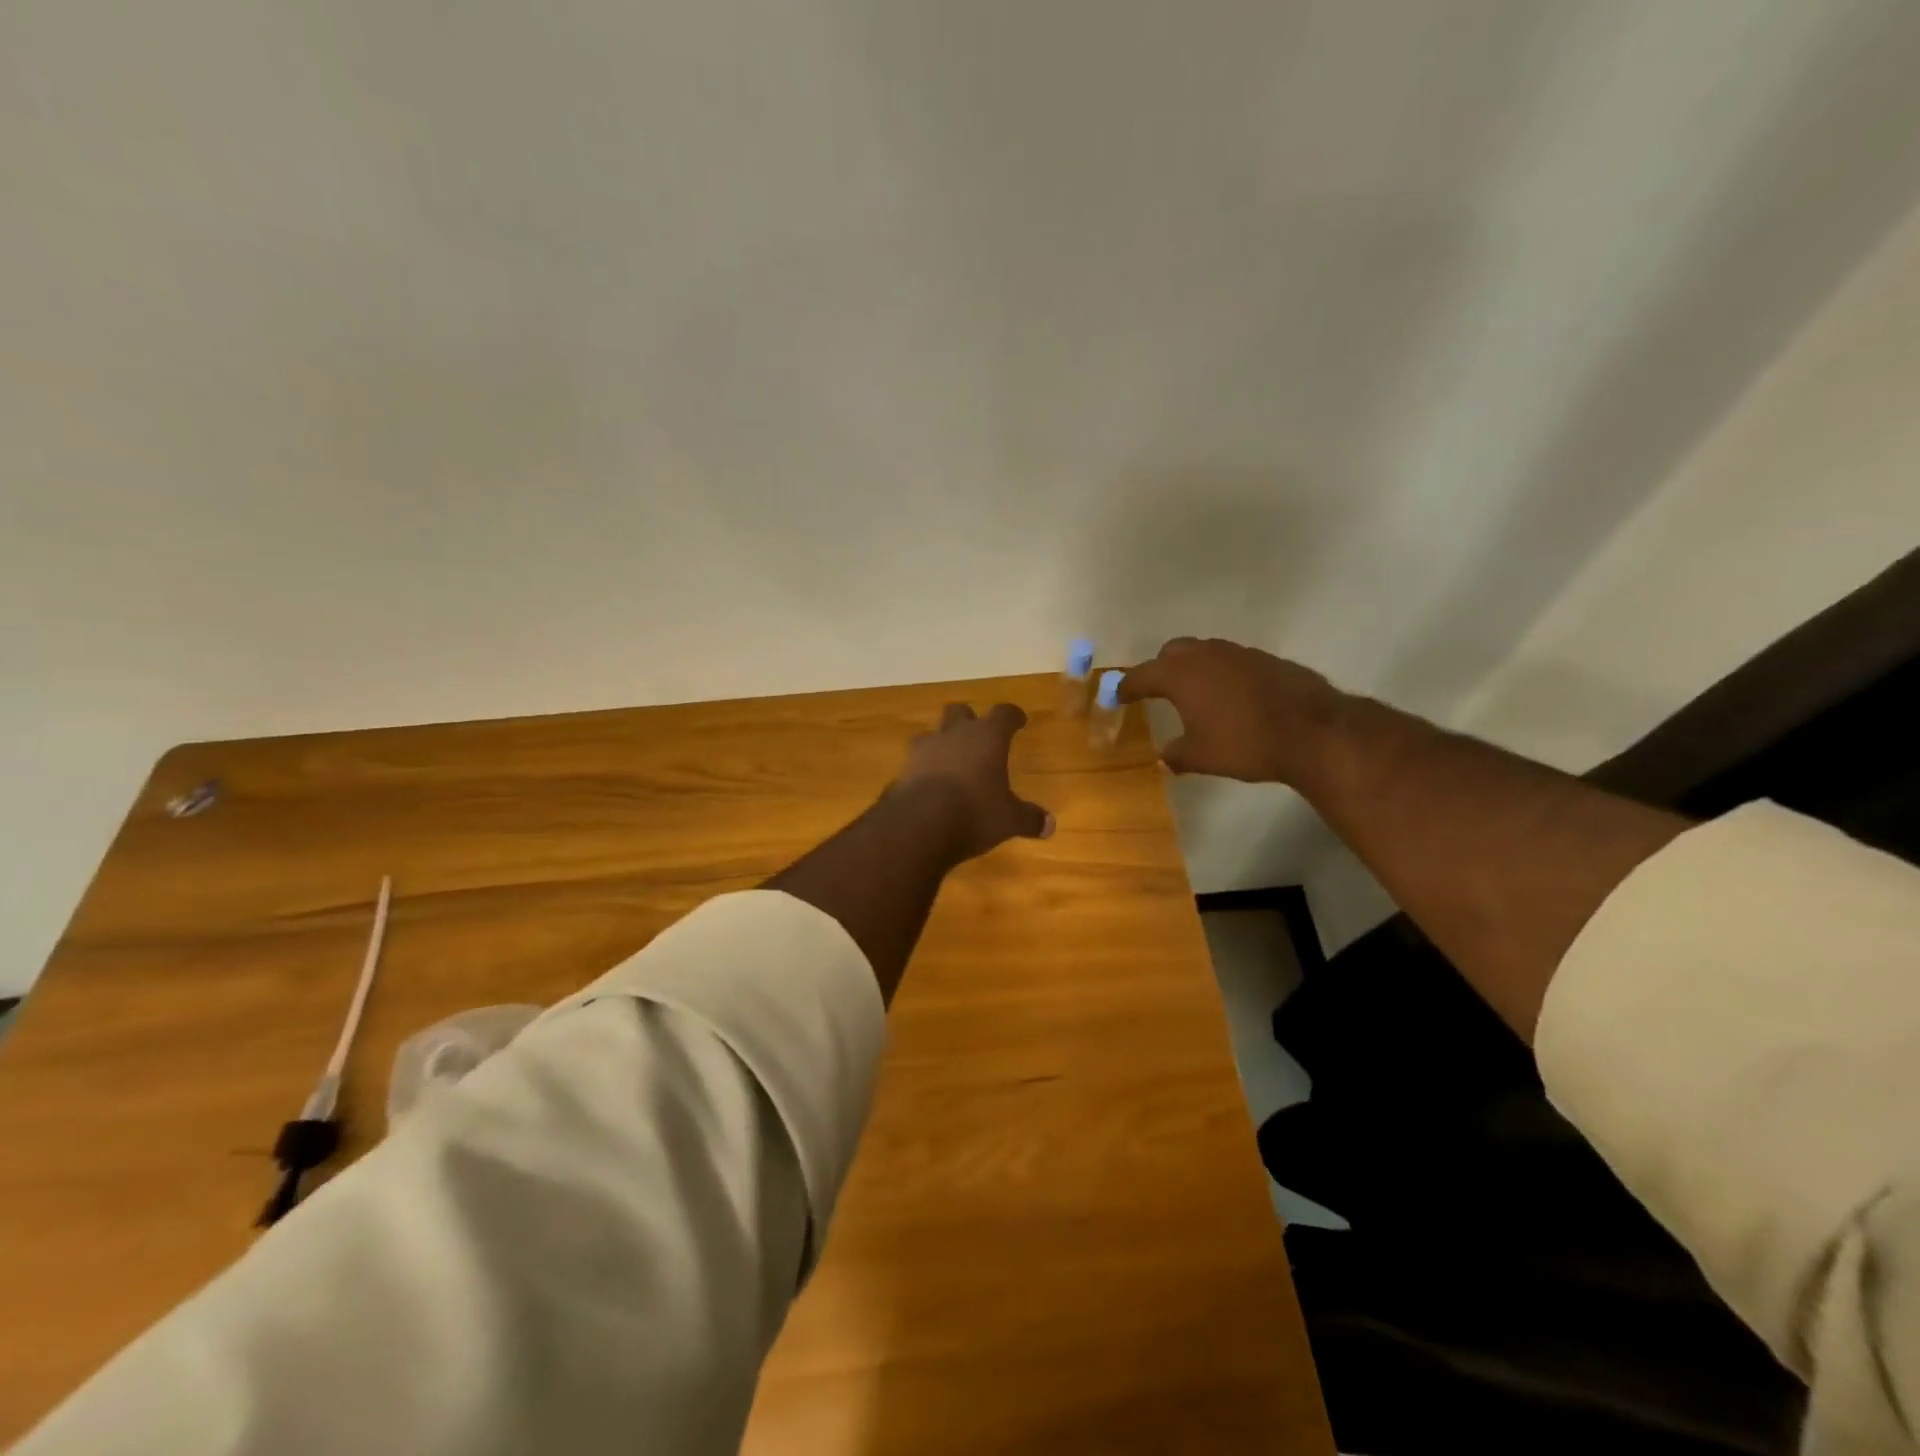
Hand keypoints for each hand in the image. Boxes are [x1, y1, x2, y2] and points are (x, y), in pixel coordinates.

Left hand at [890, 703, 1053, 860]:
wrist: (918, 825)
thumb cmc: (974, 813)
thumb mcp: (1008, 820)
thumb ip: (1029, 818)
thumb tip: (1050, 825)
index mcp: (987, 737)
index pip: (1004, 713)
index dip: (1012, 716)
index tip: (1018, 721)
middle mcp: (955, 734)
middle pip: (960, 711)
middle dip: (969, 719)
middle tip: (978, 733)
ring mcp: (924, 749)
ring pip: (932, 732)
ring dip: (941, 741)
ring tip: (949, 758)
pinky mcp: (903, 769)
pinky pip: (915, 760)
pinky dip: (924, 767)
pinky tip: (929, 783)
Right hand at [1118, 637, 1345, 783]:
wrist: (1311, 730)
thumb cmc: (1244, 743)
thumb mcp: (1201, 756)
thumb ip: (1176, 755)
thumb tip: (1163, 759)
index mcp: (1180, 675)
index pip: (1142, 675)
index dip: (1127, 686)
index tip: (1118, 695)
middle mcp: (1205, 655)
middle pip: (1172, 652)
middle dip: (1160, 668)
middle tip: (1156, 690)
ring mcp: (1238, 653)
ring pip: (1204, 652)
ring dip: (1193, 668)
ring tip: (1194, 693)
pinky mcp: (1266, 659)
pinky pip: (1231, 661)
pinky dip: (1222, 674)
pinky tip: (1230, 697)